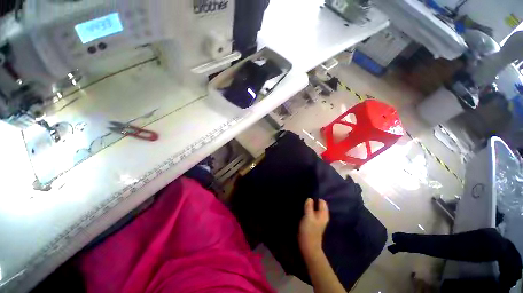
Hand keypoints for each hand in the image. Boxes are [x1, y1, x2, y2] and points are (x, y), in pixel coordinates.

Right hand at [298, 198, 328, 258]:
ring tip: (302, 202)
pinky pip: (311, 212)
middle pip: (318, 204)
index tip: (308, 195)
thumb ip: (309, 207)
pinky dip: (307, 209)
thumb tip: (309, 198)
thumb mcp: (308, 217)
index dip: (316, 197)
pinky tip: (302, 208)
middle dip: (312, 201)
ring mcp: (317, 219)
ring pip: (314, 208)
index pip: (322, 201)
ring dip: (309, 205)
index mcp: (324, 214)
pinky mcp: (312, 222)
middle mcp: (322, 216)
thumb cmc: (309, 231)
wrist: (308, 246)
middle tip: (304, 197)